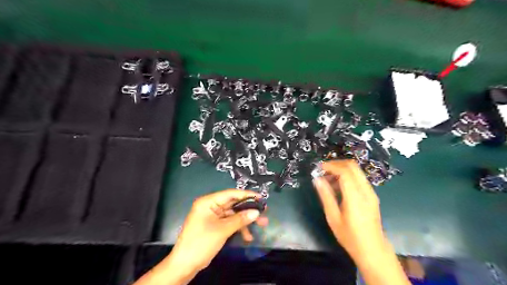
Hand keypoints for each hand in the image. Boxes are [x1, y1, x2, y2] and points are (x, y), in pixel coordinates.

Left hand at [168, 188, 268, 272]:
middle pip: (233, 204)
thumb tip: (257, 212)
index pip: (230, 194)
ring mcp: (213, 216)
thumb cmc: (201, 242)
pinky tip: (247, 236)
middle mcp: (210, 206)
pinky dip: (238, 228)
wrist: (185, 265)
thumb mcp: (222, 230)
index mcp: (208, 202)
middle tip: (264, 212)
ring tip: (261, 225)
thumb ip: (240, 219)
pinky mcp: (215, 226)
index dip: (246, 195)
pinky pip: (230, 223)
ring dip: (246, 221)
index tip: (261, 198)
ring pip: (233, 214)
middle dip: (248, 209)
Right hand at [312, 160, 386, 260]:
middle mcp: (366, 190)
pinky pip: (359, 178)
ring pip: (356, 171)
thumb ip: (326, 196)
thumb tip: (317, 179)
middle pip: (352, 166)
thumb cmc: (350, 236)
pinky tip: (338, 186)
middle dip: (336, 164)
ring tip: (327, 179)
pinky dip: (347, 176)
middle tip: (322, 170)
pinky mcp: (372, 195)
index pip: (344, 172)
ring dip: (341, 169)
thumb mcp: (333, 217)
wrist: (373, 250)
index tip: (318, 168)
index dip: (331, 166)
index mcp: (355, 197)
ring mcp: (371, 192)